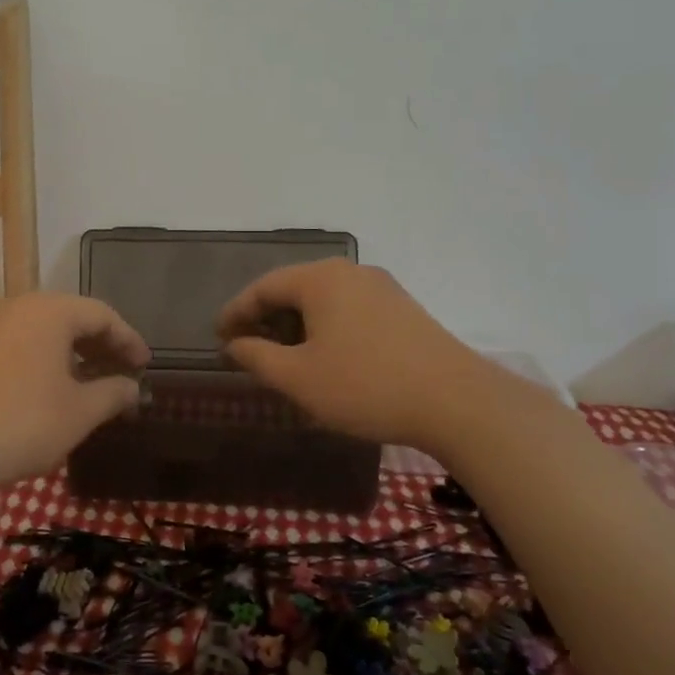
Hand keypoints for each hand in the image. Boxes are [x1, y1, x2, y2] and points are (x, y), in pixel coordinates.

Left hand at [0, 293, 150, 482]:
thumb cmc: (24, 421)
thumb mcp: (79, 412)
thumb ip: (113, 394)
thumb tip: (133, 387)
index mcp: (50, 312)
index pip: (102, 315)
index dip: (128, 340)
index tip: (144, 365)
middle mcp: (17, 308)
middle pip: (70, 318)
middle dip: (99, 345)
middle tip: (120, 372)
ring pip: (40, 332)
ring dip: (69, 354)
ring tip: (87, 383)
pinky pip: (16, 344)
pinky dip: (40, 360)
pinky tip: (46, 389)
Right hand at [217, 259, 507, 452]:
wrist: (457, 402)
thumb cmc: (365, 385)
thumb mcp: (298, 377)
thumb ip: (256, 357)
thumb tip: (233, 344)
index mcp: (320, 278)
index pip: (262, 287)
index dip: (235, 312)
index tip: (217, 336)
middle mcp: (350, 272)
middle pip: (293, 288)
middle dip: (265, 317)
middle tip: (245, 346)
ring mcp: (381, 288)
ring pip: (323, 299)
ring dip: (295, 324)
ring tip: (282, 355)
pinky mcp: (403, 309)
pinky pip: (348, 309)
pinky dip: (324, 327)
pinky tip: (324, 356)